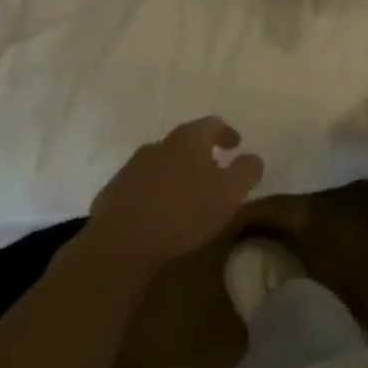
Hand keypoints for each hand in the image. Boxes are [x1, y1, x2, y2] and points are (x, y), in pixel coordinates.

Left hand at [84, 117, 264, 274]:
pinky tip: (159, 210)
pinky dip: (155, 190)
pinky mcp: (113, 191)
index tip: (235, 144)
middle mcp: (160, 144)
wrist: (119, 243)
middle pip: (185, 141)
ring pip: (162, 161)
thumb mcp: (229, 194)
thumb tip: (253, 158)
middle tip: (214, 169)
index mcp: (188, 139)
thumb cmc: (183, 213)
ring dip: (176, 171)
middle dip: (201, 153)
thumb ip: (246, 172)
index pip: (212, 124)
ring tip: (187, 192)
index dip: (226, 133)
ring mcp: (133, 166)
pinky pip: (142, 183)